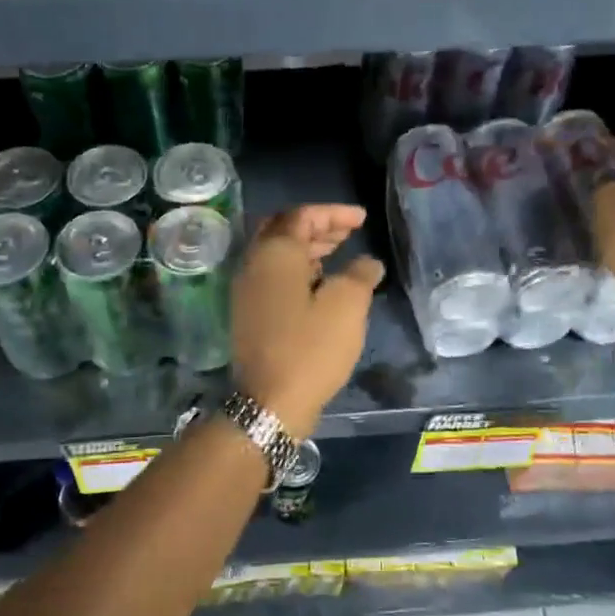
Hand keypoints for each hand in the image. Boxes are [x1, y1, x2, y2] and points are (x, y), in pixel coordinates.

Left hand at [230, 205, 384, 437]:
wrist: (270, 402)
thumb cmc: (311, 348)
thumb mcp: (347, 306)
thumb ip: (360, 275)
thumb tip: (368, 263)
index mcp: (274, 253)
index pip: (302, 216)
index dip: (334, 213)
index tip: (362, 219)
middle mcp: (253, 264)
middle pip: (283, 230)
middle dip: (317, 227)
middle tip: (348, 232)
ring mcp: (246, 290)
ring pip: (276, 254)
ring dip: (307, 248)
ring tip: (339, 252)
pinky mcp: (249, 313)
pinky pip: (273, 276)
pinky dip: (297, 269)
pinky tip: (320, 283)